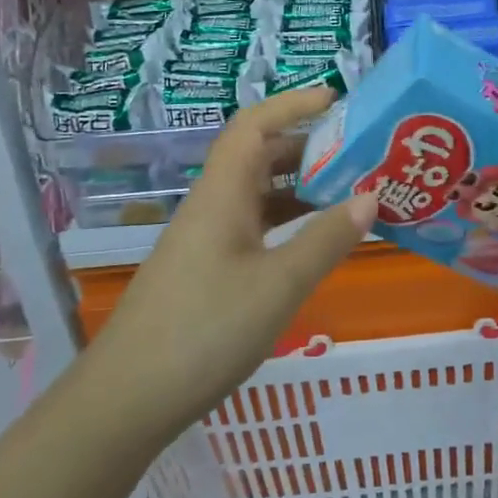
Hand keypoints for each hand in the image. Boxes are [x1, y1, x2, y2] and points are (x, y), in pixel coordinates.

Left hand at [87, 88, 376, 441]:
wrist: (127, 399)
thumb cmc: (206, 331)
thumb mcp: (279, 285)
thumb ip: (326, 239)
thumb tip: (370, 196)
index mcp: (223, 194)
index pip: (254, 125)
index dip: (293, 103)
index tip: (337, 98)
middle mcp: (212, 205)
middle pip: (259, 156)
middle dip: (307, 146)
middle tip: (359, 153)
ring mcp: (206, 239)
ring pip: (257, 194)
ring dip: (299, 186)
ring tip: (349, 192)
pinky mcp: (206, 270)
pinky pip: (253, 226)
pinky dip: (287, 222)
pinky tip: (313, 242)